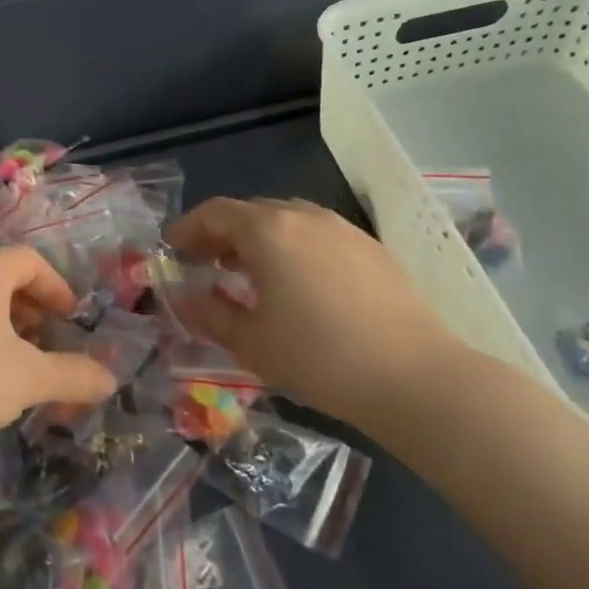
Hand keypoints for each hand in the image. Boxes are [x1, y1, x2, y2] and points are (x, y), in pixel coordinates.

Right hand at [168, 197, 469, 430]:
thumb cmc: (319, 358)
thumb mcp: (250, 342)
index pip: (214, 213)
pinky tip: (297, 284)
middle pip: (250, 211)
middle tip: (205, 265)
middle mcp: (304, 217)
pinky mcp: (371, 248)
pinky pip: (317, 234)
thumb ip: (208, 314)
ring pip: (286, 220)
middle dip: (221, 233)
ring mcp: (343, 229)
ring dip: (258, 239)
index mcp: (268, 231)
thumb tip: (186, 299)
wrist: (415, 378)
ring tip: (249, 274)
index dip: (187, 229)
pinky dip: (292, 247)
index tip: (173, 251)